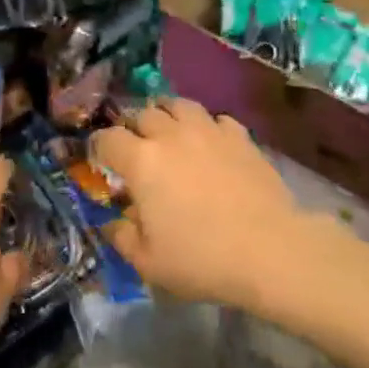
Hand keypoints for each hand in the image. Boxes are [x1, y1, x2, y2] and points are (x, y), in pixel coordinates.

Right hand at [91, 98, 328, 312]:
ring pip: (178, 104)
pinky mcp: (239, 135)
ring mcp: (207, 130)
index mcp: (141, 161)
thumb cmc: (202, 259)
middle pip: (142, 114)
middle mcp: (170, 135)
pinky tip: (210, 143)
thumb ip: (123, 237)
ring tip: (170, 132)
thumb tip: (114, 220)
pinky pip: (215, 118)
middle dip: (133, 128)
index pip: (108, 138)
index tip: (100, 159)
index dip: (99, 146)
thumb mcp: (150, 263)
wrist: (269, 249)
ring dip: (168, 115)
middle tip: (136, 149)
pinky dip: (207, 126)